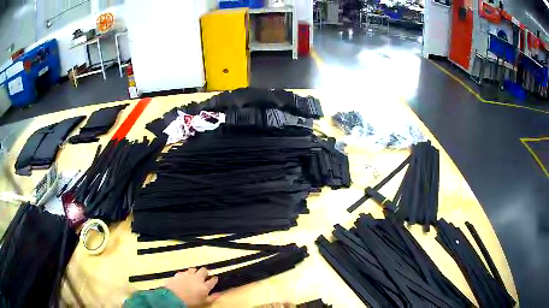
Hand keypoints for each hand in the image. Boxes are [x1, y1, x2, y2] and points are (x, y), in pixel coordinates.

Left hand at [165, 268, 220, 306]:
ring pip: (194, 269)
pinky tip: (184, 278)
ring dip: (195, 271)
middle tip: (204, 276)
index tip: (214, 279)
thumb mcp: (203, 302)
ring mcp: (187, 275)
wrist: (173, 297)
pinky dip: (185, 274)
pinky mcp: (179, 274)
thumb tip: (219, 293)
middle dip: (205, 272)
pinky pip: (184, 272)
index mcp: (205, 286)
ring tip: (194, 276)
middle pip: (204, 270)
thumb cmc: (190, 302)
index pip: (213, 280)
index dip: (214, 279)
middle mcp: (197, 278)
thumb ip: (212, 297)